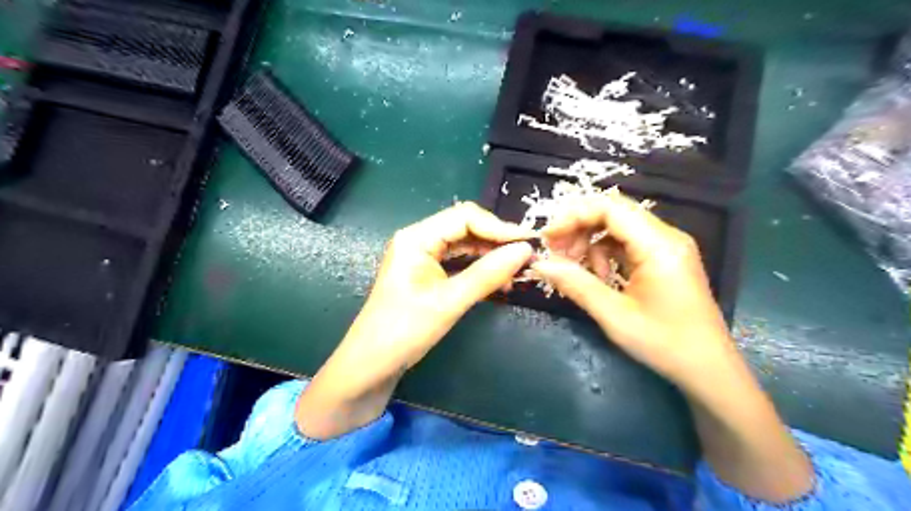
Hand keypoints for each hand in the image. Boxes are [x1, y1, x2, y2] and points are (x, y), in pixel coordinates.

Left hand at [347, 201, 534, 372]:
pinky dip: (480, 269)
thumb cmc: (404, 331)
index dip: (499, 227)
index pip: (465, 217)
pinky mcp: (428, 274)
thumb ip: (487, 274)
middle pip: (466, 228)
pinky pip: (459, 262)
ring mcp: (423, 257)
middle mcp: (419, 239)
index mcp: (417, 237)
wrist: (371, 366)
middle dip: (497, 241)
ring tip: (519, 269)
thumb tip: (525, 250)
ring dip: (491, 255)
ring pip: (465, 245)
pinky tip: (500, 280)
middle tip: (528, 257)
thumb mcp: (449, 302)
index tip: (529, 243)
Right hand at [534, 193, 730, 391]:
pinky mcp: (664, 258)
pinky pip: (626, 242)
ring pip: (617, 226)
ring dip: (590, 242)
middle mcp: (666, 236)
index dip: (572, 216)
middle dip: (578, 228)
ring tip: (577, 270)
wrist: (708, 369)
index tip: (548, 239)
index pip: (609, 208)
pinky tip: (600, 277)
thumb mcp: (614, 315)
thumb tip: (539, 264)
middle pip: (612, 212)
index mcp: (659, 245)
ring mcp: (667, 246)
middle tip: (556, 254)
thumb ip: (575, 284)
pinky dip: (604, 253)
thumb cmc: (664, 344)